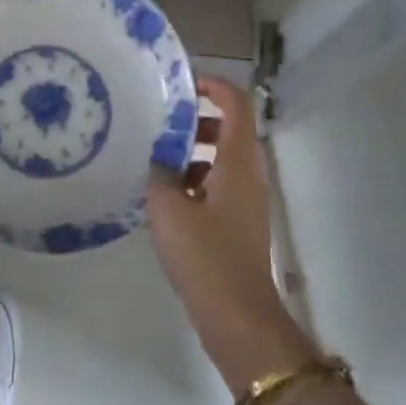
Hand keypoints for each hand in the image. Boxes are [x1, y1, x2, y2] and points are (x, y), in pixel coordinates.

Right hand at [147, 77, 317, 392]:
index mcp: (238, 162)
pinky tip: (165, 200)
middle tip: (162, 124)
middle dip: (198, 120)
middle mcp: (248, 175)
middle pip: (231, 129)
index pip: (237, 104)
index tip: (183, 84)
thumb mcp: (169, 210)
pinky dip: (196, 181)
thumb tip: (157, 161)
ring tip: (156, 162)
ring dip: (194, 153)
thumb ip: (159, 175)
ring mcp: (246, 202)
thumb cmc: (206, 257)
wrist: (239, 320)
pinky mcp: (239, 226)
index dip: (214, 85)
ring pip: (223, 160)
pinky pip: (219, 186)